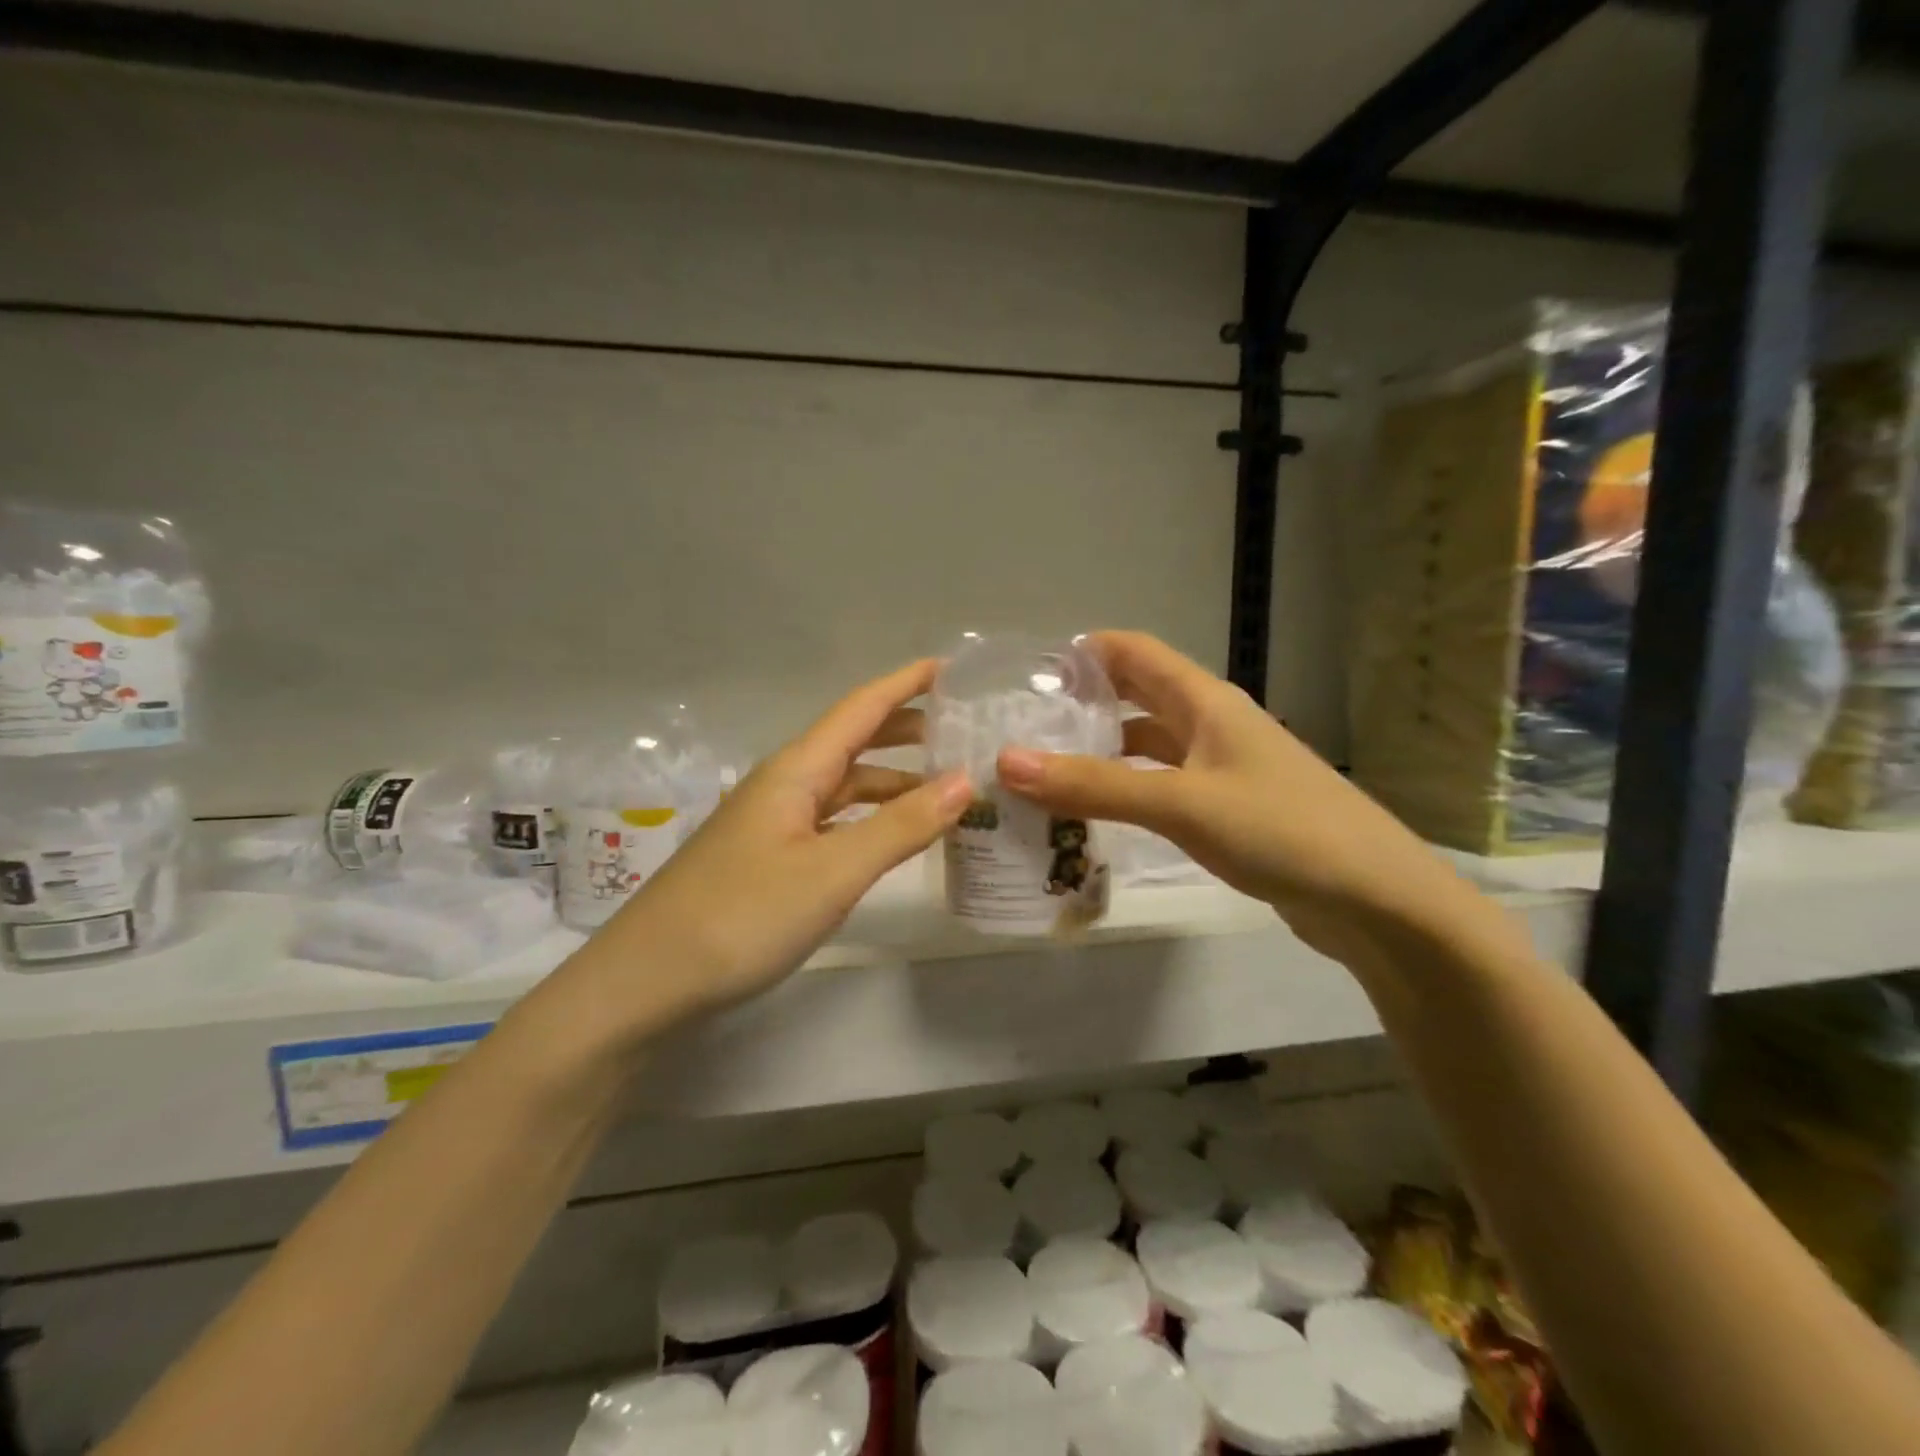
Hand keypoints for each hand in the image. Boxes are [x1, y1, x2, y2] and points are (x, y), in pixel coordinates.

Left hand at [601, 659, 971, 1011]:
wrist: (647, 982)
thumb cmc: (742, 916)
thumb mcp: (833, 872)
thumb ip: (901, 826)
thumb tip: (965, 780)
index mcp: (796, 770)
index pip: (861, 708)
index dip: (907, 683)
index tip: (954, 666)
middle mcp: (785, 785)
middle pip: (853, 741)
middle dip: (907, 728)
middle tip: (962, 729)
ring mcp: (774, 823)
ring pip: (845, 785)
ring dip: (894, 780)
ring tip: (946, 789)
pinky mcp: (770, 858)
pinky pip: (834, 821)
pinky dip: (871, 819)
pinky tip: (893, 837)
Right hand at [995, 632, 1463, 957]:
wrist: (1377, 900)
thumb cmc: (1282, 831)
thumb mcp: (1181, 803)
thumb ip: (1095, 785)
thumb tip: (1006, 762)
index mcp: (1205, 701)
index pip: (1132, 651)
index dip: (1080, 653)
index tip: (1023, 675)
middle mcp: (1211, 724)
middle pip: (1135, 696)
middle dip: (1080, 704)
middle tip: (1019, 727)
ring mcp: (1221, 768)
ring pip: (1146, 746)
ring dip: (1098, 752)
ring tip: (1041, 772)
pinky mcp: (1226, 810)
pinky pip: (1161, 786)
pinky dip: (1124, 791)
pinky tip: (1093, 815)